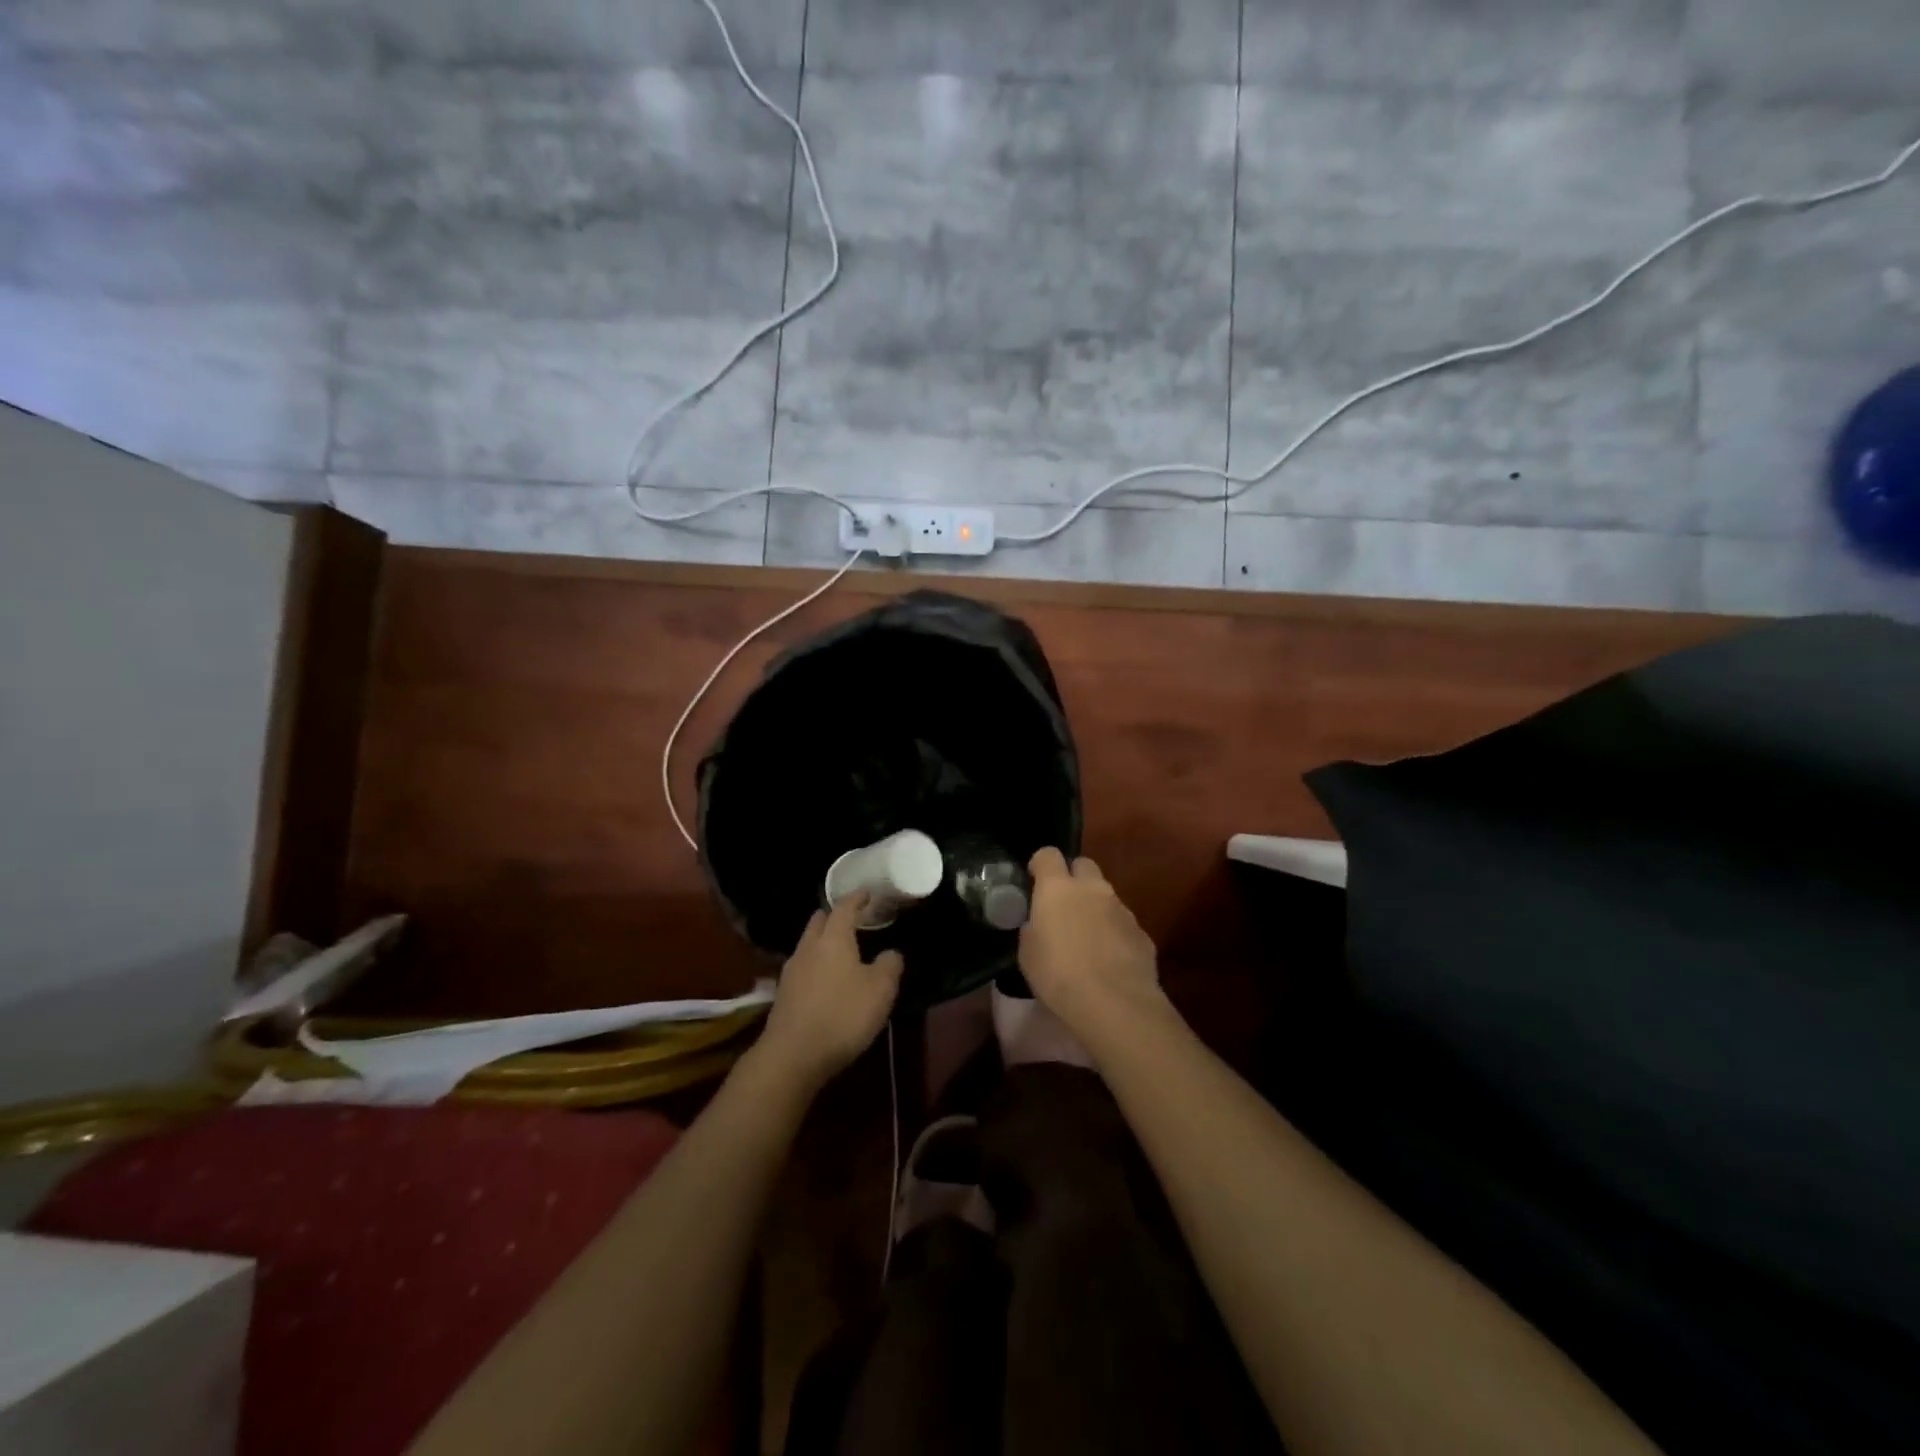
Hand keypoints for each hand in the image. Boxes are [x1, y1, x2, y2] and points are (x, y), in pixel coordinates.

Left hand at [756, 893, 903, 1092]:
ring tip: (841, 949)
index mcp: (833, 938)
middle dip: (834, 916)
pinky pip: (803, 967)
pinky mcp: (783, 995)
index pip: (844, 907)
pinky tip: (826, 979)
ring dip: (823, 941)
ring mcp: (791, 971)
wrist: (792, 1056)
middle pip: (819, 922)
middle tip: (853, 918)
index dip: (857, 898)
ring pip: (808, 944)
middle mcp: (808, 947)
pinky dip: (816, 964)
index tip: (867, 893)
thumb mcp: (880, 990)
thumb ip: (890, 965)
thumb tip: (891, 953)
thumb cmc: (842, 1015)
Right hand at [1017, 848, 1162, 1036]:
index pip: (1048, 855)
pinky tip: (1108, 960)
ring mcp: (1121, 908)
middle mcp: (1093, 889)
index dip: (1040, 865)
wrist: (1114, 1003)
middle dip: (1073, 878)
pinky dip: (1114, 933)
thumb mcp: (1028, 953)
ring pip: (1105, 895)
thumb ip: (1032, 929)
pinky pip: (1122, 923)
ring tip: (1087, 939)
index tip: (1035, 881)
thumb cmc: (1058, 975)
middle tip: (1063, 905)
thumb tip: (1037, 924)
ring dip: (1095, 907)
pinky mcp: (1142, 933)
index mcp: (1058, 888)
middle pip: (1084, 865)